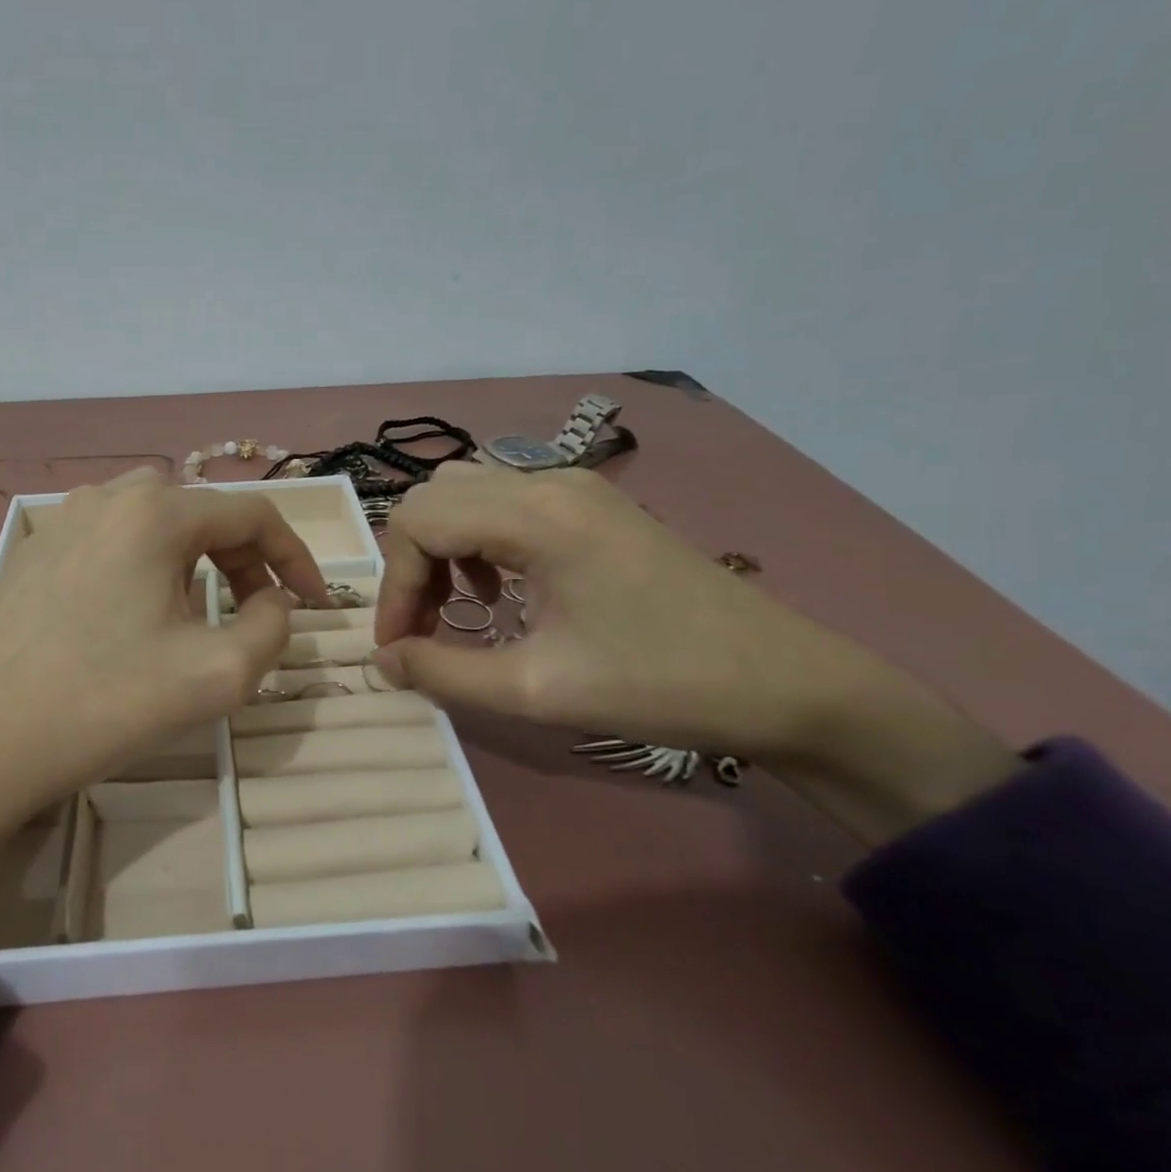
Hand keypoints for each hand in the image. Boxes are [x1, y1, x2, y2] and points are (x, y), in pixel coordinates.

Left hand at [0, 466, 329, 833]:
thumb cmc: (104, 702)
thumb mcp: (218, 674)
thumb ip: (271, 627)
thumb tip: (270, 601)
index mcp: (155, 512)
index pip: (252, 513)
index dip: (296, 556)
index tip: (314, 604)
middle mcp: (106, 498)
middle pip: (201, 512)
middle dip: (243, 557)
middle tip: (255, 611)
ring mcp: (61, 523)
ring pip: (153, 522)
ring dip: (193, 559)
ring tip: (196, 614)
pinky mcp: (32, 555)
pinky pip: (109, 542)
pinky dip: (145, 566)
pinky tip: (132, 618)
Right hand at [373, 464, 1014, 842]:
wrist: (786, 683)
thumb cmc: (659, 684)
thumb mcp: (537, 691)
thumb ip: (444, 672)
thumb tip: (384, 661)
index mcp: (535, 516)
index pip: (417, 523)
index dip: (394, 586)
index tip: (399, 647)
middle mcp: (547, 481)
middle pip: (434, 497)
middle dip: (410, 564)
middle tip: (421, 628)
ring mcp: (574, 486)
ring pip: (465, 491)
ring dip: (441, 546)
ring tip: (454, 605)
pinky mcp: (592, 503)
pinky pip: (503, 499)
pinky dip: (477, 537)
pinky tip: (498, 587)